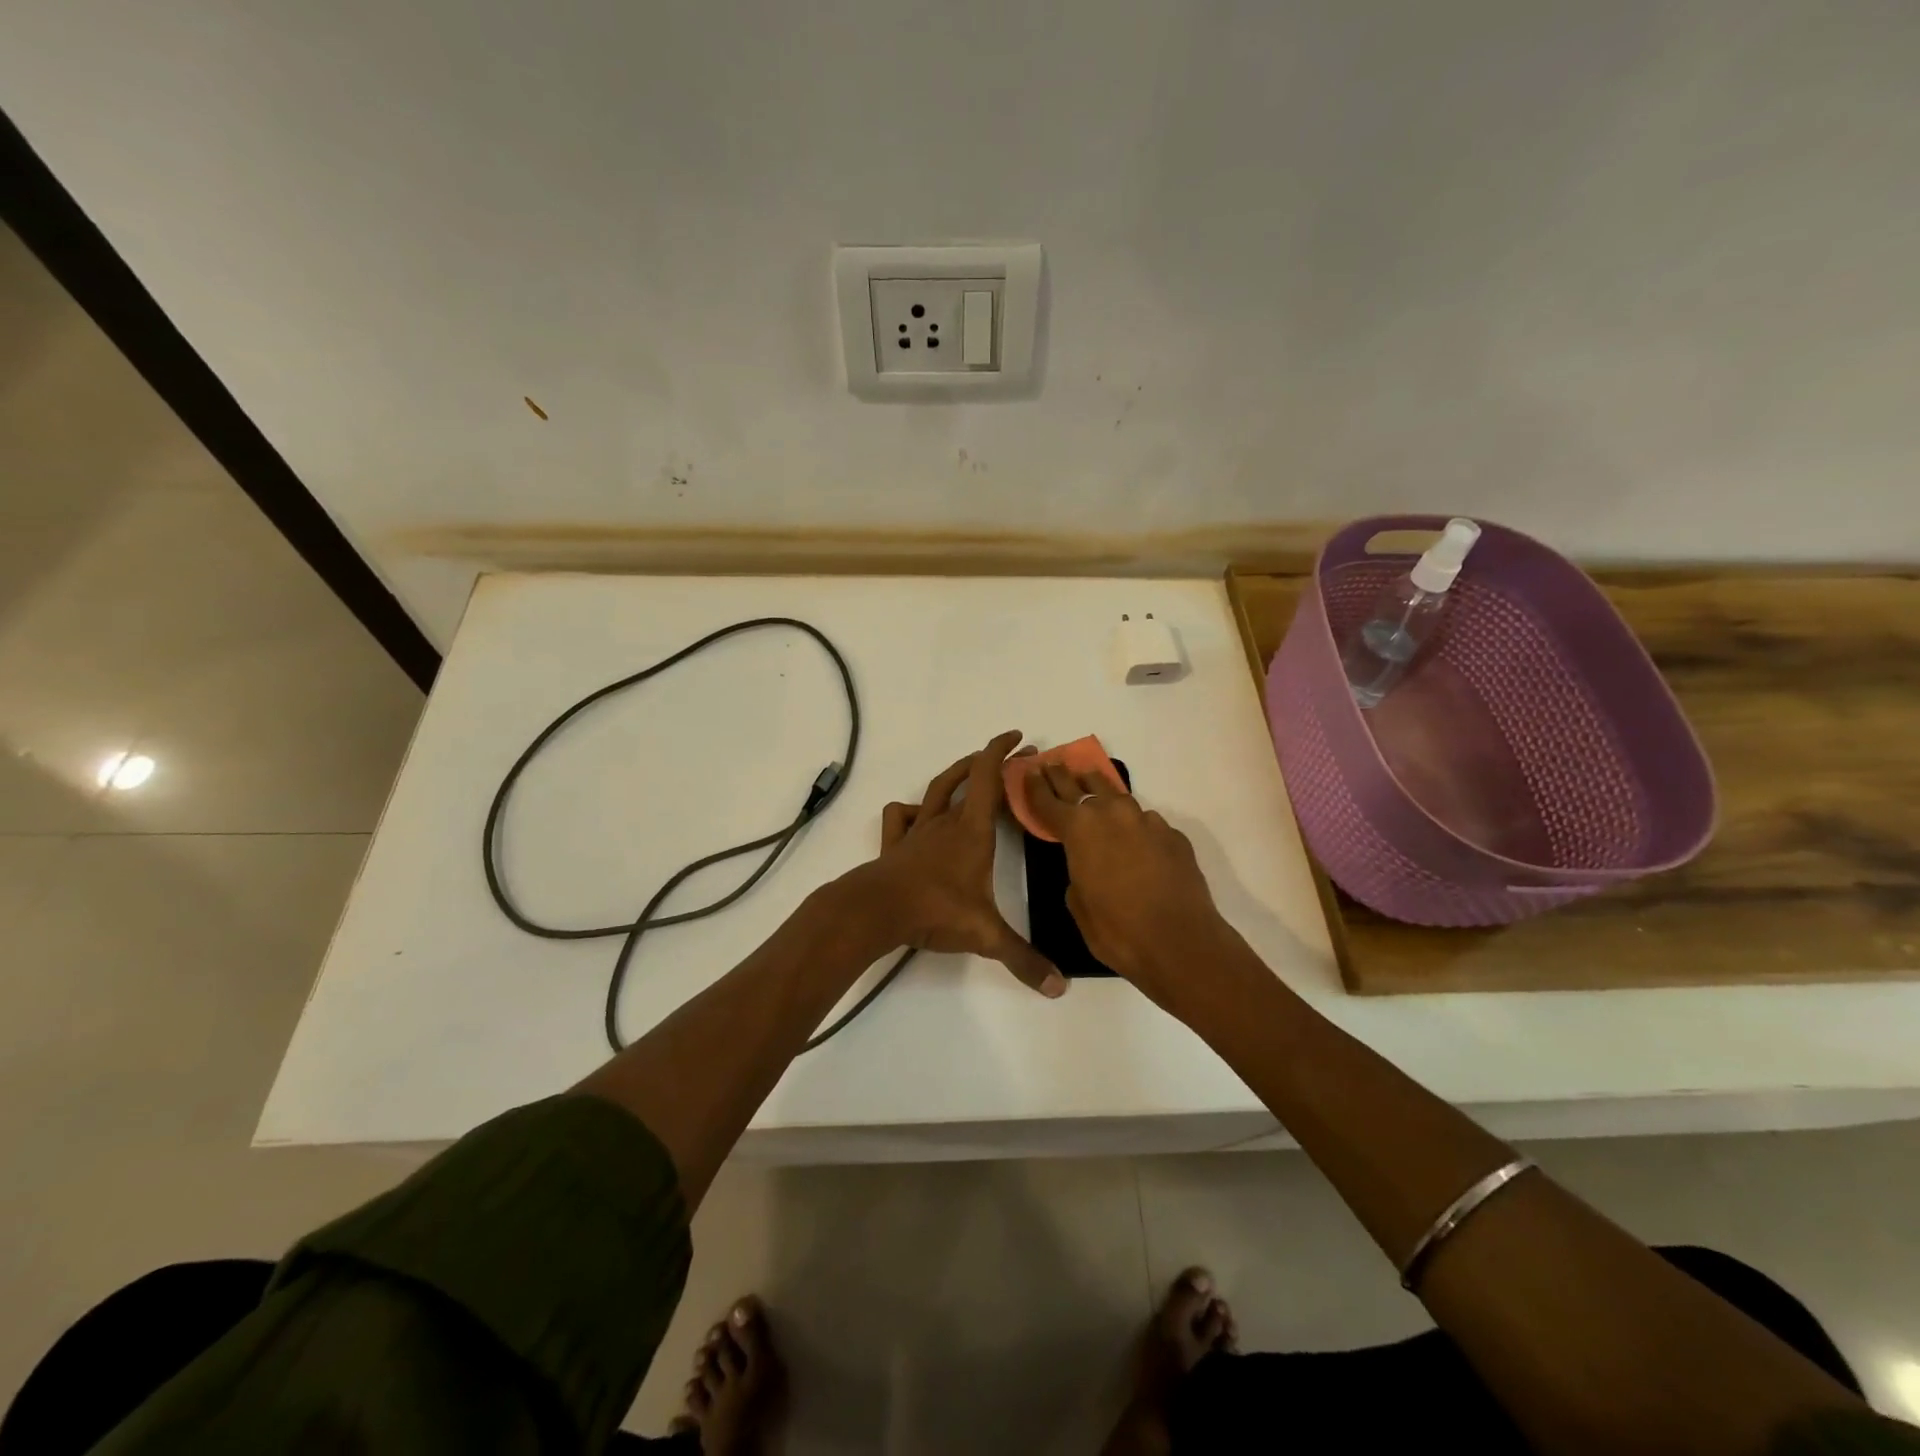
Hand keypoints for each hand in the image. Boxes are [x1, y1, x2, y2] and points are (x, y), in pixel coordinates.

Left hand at [839, 731, 1065, 997]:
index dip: (1002, 753)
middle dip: (990, 763)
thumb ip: (1023, 960)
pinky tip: (916, 817)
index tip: (1019, 738)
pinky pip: (900, 816)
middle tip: (1011, 757)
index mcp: (972, 831)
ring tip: (968, 770)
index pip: (988, 778)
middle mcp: (945, 823)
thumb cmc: (935, 910)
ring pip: (935, 790)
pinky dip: (910, 810)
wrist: (876, 910)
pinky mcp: (895, 845)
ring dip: (954, 775)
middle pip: (967, 779)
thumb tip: (1059, 988)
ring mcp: (917, 831)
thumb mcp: (985, 935)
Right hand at [1024, 763, 1229, 1008]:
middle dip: (1064, 777)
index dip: (1035, 786)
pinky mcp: (1173, 835)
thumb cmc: (1117, 931)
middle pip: (1081, 786)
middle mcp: (1112, 815)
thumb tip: (1088, 865)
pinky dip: (1134, 825)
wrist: (1181, 943)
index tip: (1029, 771)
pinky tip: (1135, 839)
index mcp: (1079, 830)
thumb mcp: (1078, 905)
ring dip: (1101, 793)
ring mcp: (1147, 822)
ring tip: (1092, 786)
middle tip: (1054, 765)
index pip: (1049, 800)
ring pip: (1117, 797)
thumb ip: (1076, 873)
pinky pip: (1145, 823)